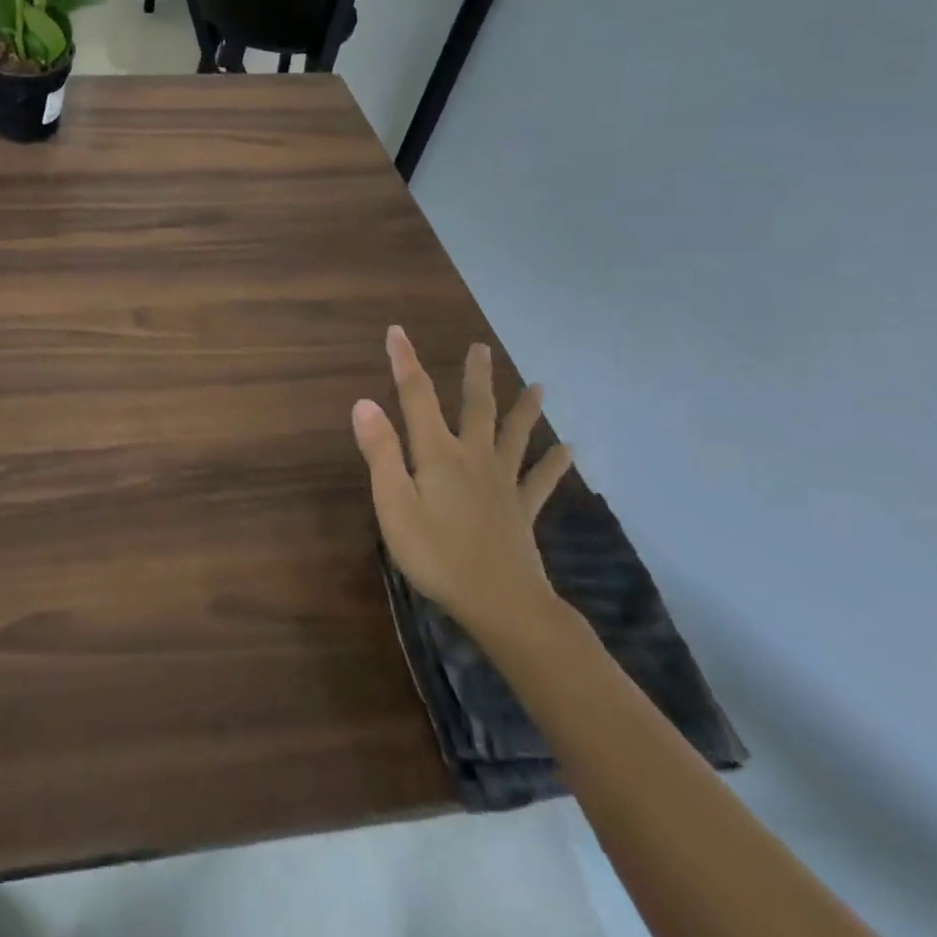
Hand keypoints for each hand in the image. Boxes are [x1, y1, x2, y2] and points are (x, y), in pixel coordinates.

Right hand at [353, 329, 571, 640]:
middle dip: (475, 376)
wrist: (502, 604)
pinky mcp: (522, 510)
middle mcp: (473, 457)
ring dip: (524, 408)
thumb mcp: (394, 504)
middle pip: (475, 407)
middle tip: (481, 347)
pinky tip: (571, 449)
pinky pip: (541, 480)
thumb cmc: (437, 555)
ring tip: (539, 386)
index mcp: (438, 453)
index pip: (417, 396)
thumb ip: (381, 452)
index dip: (405, 361)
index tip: (397, 331)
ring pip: (514, 435)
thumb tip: (364, 402)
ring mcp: (502, 483)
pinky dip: (556, 463)